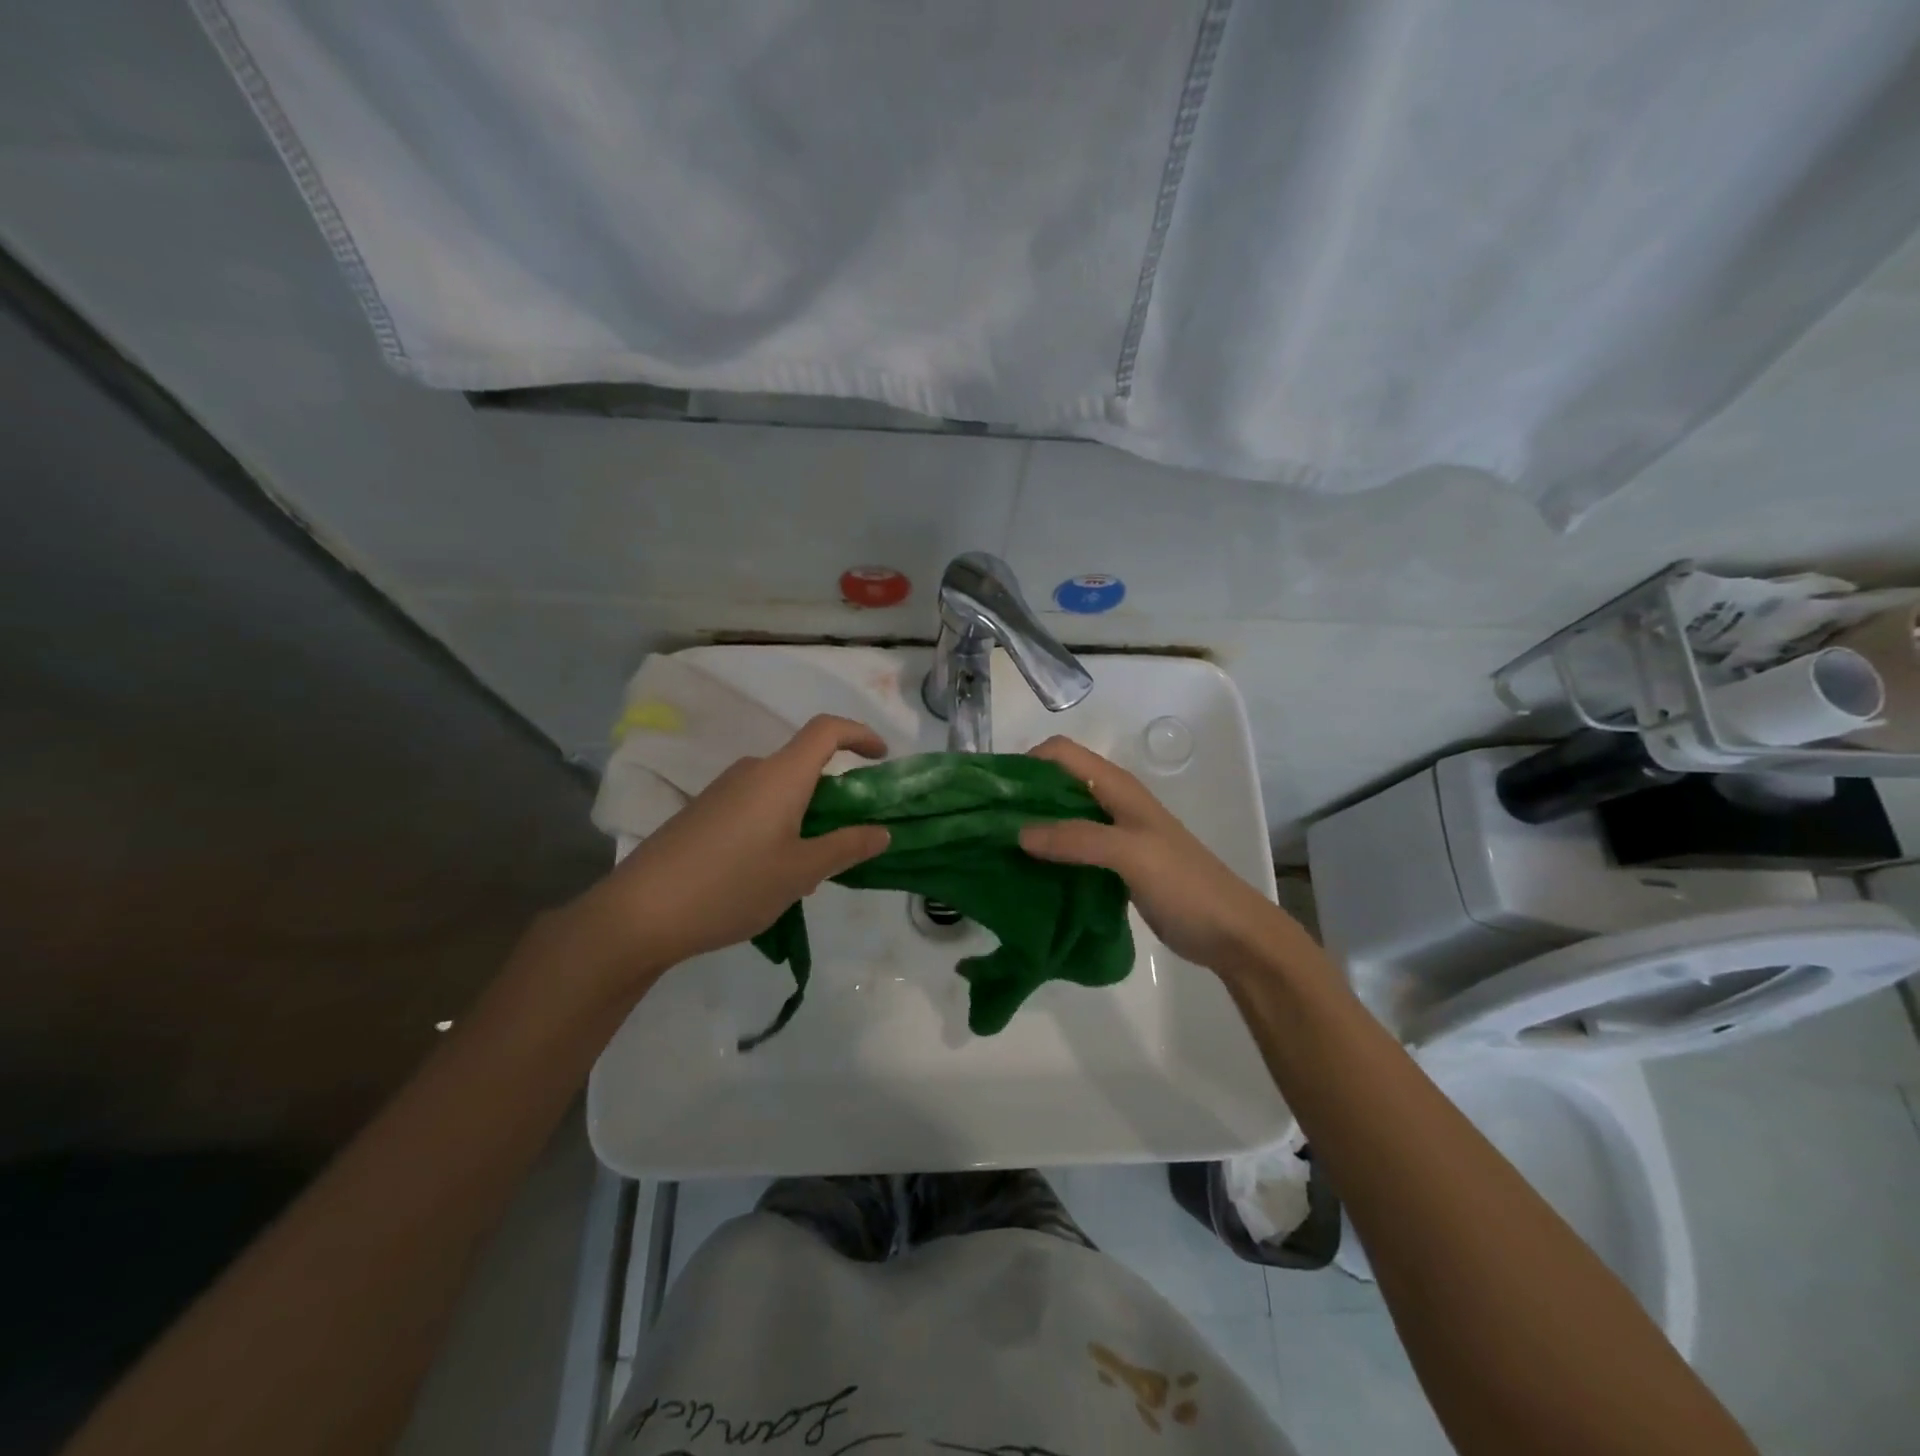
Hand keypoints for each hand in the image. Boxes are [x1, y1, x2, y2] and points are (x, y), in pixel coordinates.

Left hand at [545, 715, 890, 990]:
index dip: (860, 734)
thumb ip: (846, 847)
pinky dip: (777, 827)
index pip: (827, 730)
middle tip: (847, 842)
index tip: (882, 757)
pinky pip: (754, 807)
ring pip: (779, 791)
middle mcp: (751, 772)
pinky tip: (767, 875)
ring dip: (805, 817)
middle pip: (804, 764)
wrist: (640, 912)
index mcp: (780, 776)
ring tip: (806, 871)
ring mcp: (722, 791)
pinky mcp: (702, 813)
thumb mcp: (800, 872)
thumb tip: (882, 831)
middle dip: (834, 795)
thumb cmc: (732, 885)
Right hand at [1017, 736, 1304, 978]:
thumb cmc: (1185, 884)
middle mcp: (1111, 803)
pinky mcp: (1112, 866)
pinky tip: (1025, 873)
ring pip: (1060, 818)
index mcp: (1117, 787)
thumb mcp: (1131, 855)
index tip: (992, 792)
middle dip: (1020, 797)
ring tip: (995, 849)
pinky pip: (1069, 850)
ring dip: (1031, 828)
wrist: (1230, 932)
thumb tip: (1019, 833)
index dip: (1026, 762)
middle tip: (984, 824)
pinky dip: (1046, 855)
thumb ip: (1077, 839)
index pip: (1061, 753)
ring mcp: (1112, 836)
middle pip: (1055, 784)